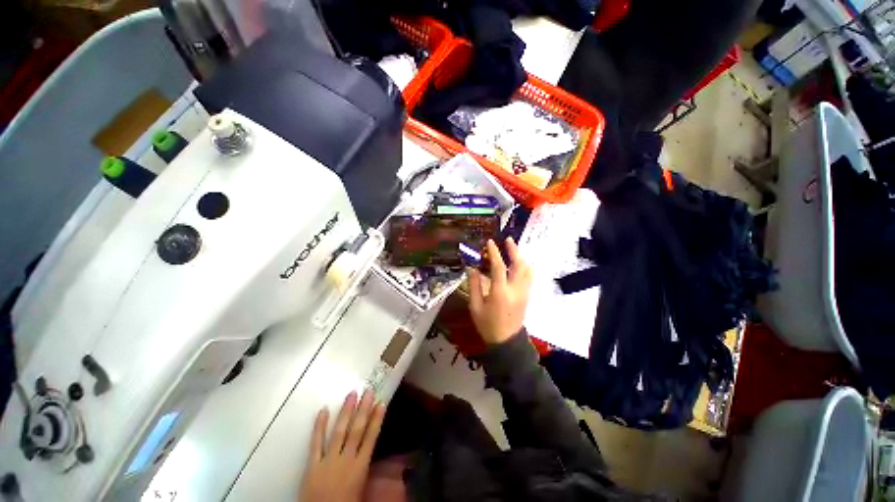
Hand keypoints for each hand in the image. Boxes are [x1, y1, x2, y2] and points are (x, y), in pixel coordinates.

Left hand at [300, 390, 385, 501]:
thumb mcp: (361, 490)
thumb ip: (365, 470)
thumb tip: (372, 453)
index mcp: (360, 467)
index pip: (371, 438)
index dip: (376, 420)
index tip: (381, 403)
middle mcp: (346, 459)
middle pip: (357, 430)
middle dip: (363, 410)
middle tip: (368, 391)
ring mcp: (329, 460)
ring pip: (339, 432)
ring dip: (346, 412)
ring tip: (352, 394)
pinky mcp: (312, 465)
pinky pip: (316, 443)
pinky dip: (319, 427)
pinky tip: (323, 410)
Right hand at [469, 237, 532, 344]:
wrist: (506, 342)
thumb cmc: (487, 325)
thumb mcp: (475, 306)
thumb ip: (474, 286)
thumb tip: (472, 268)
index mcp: (500, 292)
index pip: (498, 267)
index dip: (494, 252)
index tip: (490, 242)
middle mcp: (515, 289)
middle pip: (519, 265)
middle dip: (514, 250)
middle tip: (508, 240)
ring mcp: (524, 292)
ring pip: (526, 270)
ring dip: (520, 257)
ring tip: (513, 249)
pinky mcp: (527, 295)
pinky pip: (528, 276)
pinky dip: (524, 266)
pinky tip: (518, 263)